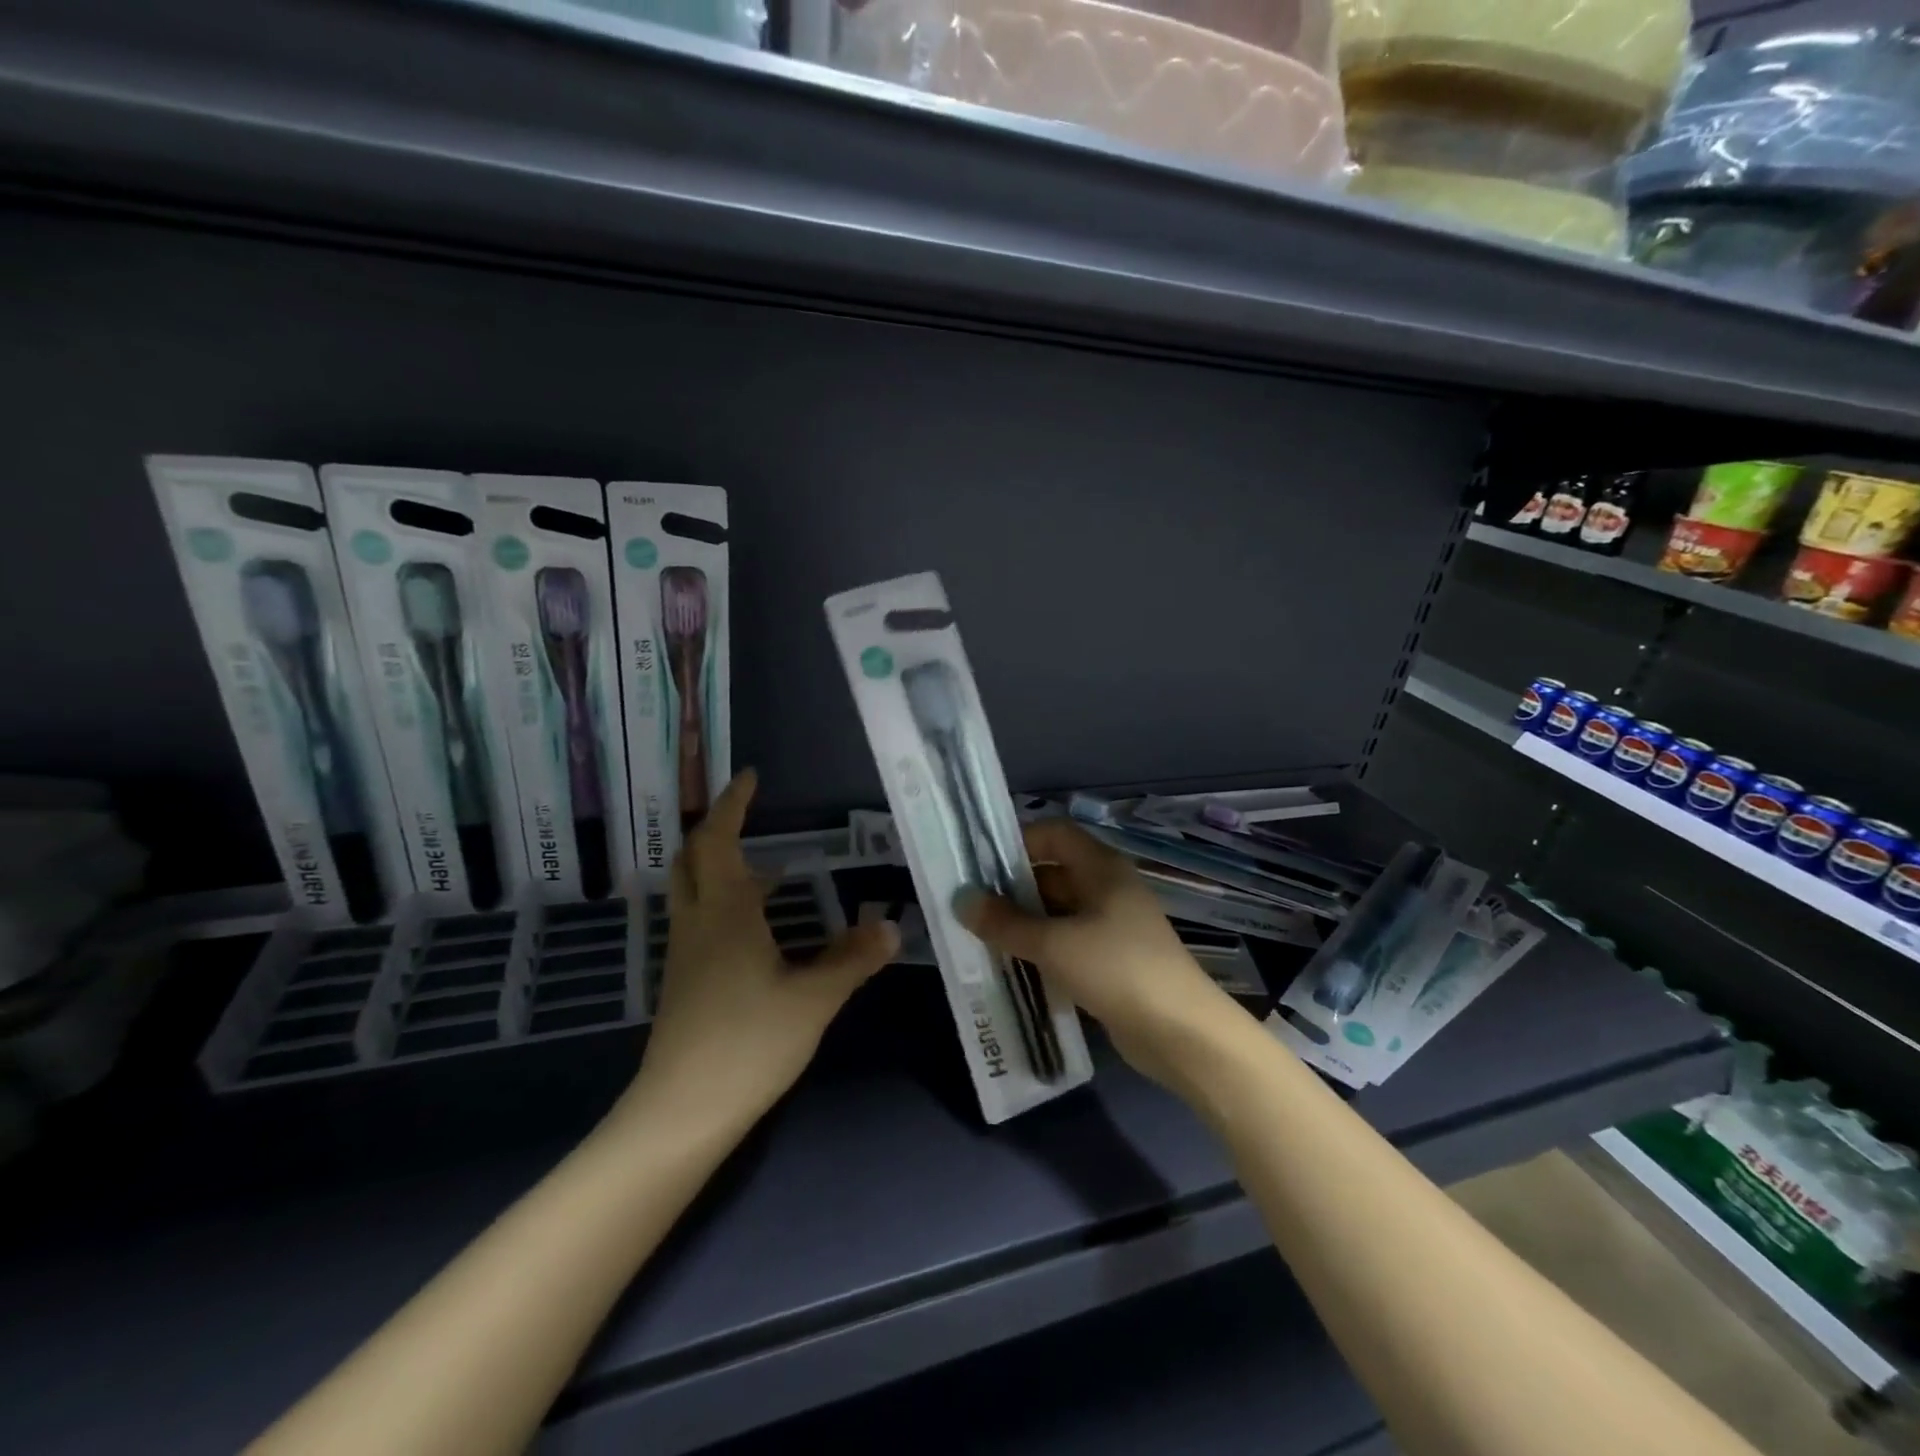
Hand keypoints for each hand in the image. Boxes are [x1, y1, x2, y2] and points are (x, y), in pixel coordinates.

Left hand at [628, 770, 898, 1135]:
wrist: (681, 1113)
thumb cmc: (747, 1044)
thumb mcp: (812, 1000)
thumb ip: (852, 960)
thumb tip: (891, 927)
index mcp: (724, 913)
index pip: (720, 841)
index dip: (733, 805)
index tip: (750, 778)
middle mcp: (697, 923)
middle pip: (692, 858)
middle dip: (717, 828)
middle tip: (748, 813)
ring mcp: (685, 954)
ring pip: (692, 889)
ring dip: (720, 865)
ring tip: (769, 866)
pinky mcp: (684, 982)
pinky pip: (700, 919)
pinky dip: (723, 900)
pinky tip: (760, 925)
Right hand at [955, 819, 1243, 1092]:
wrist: (1180, 1033)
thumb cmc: (1116, 969)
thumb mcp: (1053, 943)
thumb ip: (1005, 922)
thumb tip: (962, 900)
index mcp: (1101, 867)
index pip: (1054, 833)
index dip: (1018, 842)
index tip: (982, 866)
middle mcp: (1107, 887)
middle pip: (1053, 872)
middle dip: (1013, 889)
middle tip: (972, 908)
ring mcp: (1112, 925)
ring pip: (1058, 911)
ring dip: (1024, 923)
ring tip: (983, 939)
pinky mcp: (1112, 959)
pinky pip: (1069, 942)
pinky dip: (1042, 949)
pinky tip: (1014, 967)